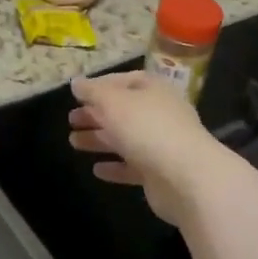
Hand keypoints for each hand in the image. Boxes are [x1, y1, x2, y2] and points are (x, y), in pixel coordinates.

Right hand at [68, 72, 236, 224]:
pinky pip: (133, 167)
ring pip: (125, 138)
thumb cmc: (147, 128)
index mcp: (153, 89)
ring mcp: (162, 144)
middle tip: (71, 120)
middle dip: (96, 114)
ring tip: (73, 142)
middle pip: (123, 110)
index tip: (77, 95)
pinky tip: (97, 170)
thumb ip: (93, 91)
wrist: (186, 177)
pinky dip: (115, 167)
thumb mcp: (113, 102)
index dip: (100, 85)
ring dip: (99, 139)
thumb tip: (76, 82)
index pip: (125, 80)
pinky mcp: (160, 173)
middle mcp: (160, 113)